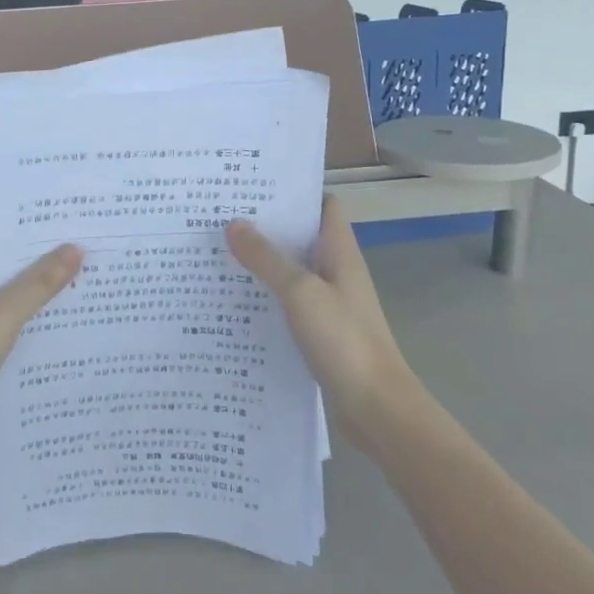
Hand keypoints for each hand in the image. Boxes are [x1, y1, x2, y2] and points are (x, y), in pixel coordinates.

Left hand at [0, 246, 82, 457]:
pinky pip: (2, 337)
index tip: (67, 235)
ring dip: (34, 307)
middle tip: (84, 261)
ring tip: (81, 293)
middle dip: (38, 275)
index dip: (30, 243)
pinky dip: (24, 336)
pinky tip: (58, 335)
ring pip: (3, 310)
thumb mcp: (3, 313)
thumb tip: (75, 248)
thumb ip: (40, 282)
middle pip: (1, 278)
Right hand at [228, 198, 417, 444]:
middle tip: (220, 216)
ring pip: (291, 271)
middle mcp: (335, 271)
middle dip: (266, 226)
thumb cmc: (344, 340)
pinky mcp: (319, 332)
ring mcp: (328, 303)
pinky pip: (287, 303)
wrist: (376, 408)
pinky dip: (264, 297)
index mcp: (340, 252)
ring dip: (261, 263)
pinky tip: (233, 301)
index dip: (293, 192)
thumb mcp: (300, 292)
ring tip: (217, 252)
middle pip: (301, 237)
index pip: (322, 206)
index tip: (253, 185)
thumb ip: (267, 258)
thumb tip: (234, 224)